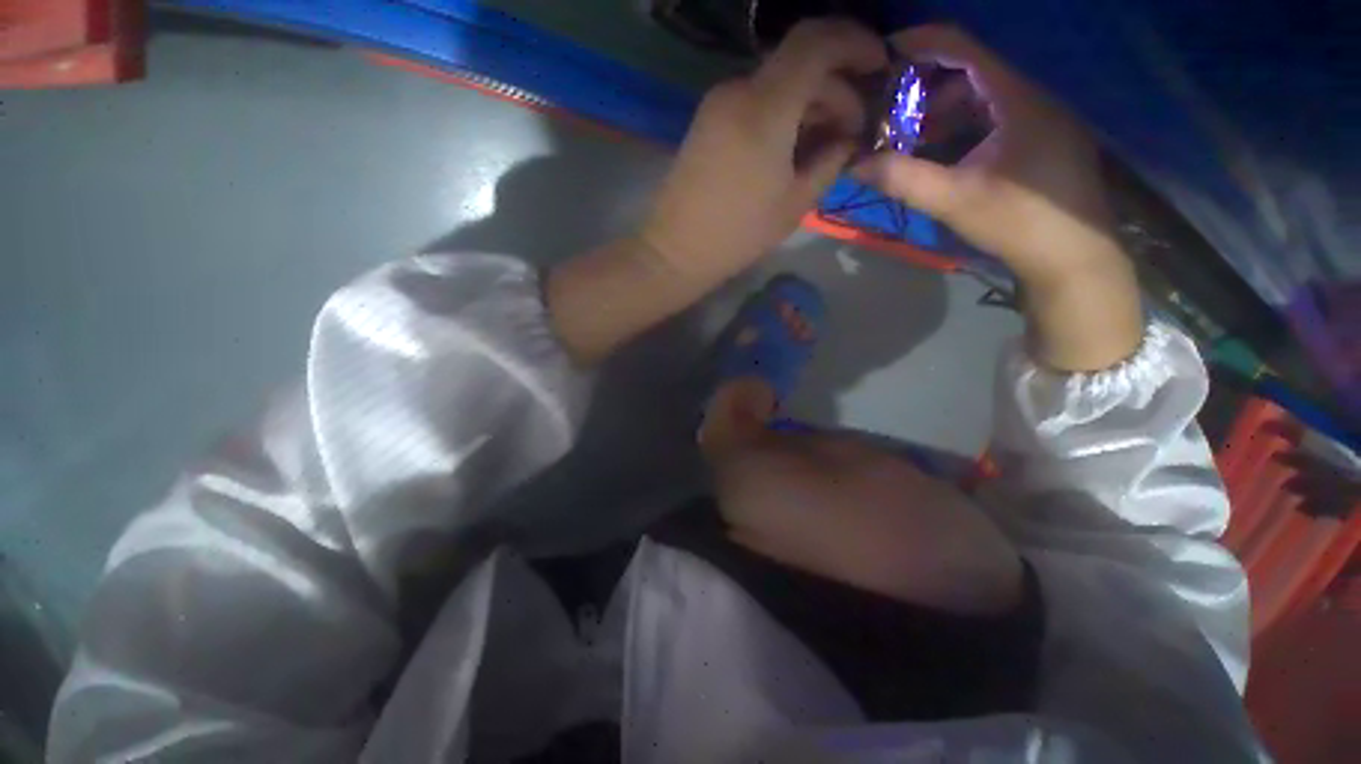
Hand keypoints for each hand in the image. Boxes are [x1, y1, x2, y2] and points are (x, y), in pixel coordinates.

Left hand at [640, 19, 887, 280]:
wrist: (677, 250)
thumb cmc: (739, 234)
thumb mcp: (795, 202)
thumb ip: (831, 160)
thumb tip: (849, 138)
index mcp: (766, 106)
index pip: (818, 41)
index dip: (856, 43)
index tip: (880, 67)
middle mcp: (739, 90)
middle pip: (799, 64)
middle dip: (835, 89)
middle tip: (853, 131)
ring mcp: (718, 103)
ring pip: (777, 83)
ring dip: (809, 103)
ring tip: (826, 144)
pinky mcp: (707, 121)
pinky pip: (755, 102)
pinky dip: (782, 113)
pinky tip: (793, 146)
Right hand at [856, 25, 1121, 287]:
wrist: (1073, 258)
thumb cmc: (1018, 222)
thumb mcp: (953, 200)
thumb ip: (902, 179)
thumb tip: (855, 165)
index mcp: (1018, 99)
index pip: (966, 48)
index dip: (924, 42)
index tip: (886, 51)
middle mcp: (1034, 97)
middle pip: (974, 71)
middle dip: (927, 87)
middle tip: (890, 109)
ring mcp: (1043, 119)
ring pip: (985, 97)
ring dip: (945, 111)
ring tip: (910, 136)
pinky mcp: (1044, 141)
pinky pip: (997, 117)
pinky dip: (964, 126)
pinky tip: (944, 152)